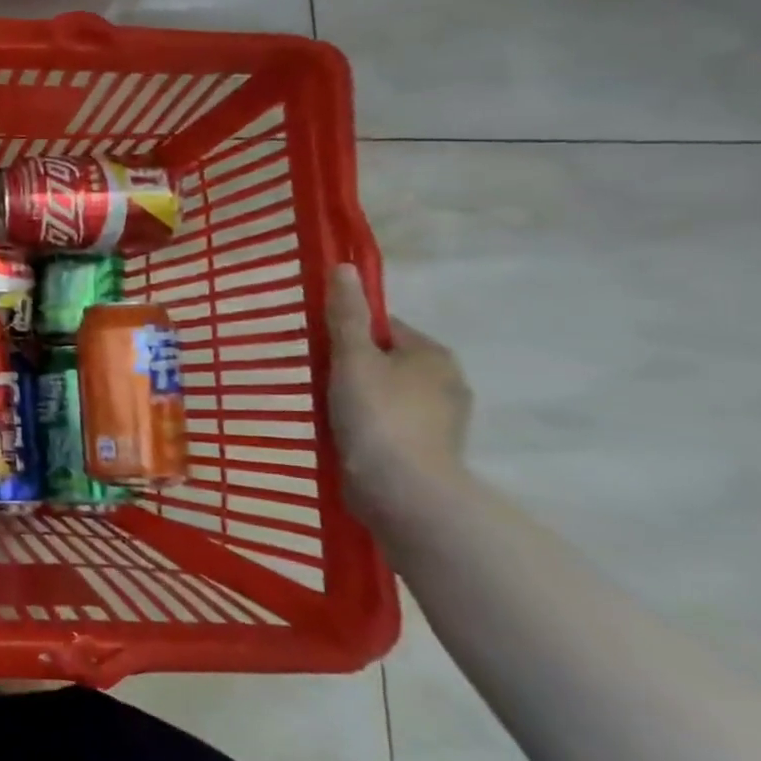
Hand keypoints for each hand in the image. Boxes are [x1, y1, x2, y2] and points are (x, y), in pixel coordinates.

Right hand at [326, 264, 471, 520]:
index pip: (384, 327)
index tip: (317, 349)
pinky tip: (343, 436)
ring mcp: (440, 420)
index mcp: (433, 354)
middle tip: (314, 381)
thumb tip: (345, 268)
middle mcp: (446, 382)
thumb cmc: (377, 416)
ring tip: (324, 411)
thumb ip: (346, 315)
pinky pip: (389, 424)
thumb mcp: (352, 358)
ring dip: (357, 398)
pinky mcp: (428, 450)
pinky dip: (367, 425)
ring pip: (386, 394)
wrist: (404, 492)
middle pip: (384, 360)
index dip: (347, 333)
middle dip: (350, 368)